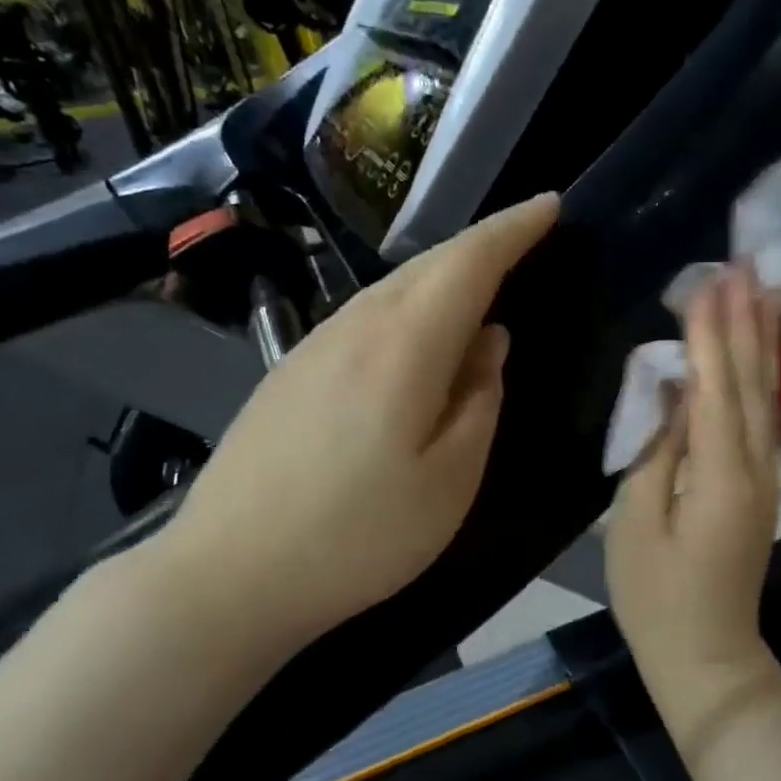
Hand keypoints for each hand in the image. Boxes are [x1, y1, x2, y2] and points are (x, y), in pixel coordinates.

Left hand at [153, 194, 556, 660]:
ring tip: (481, 286)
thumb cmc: (360, 536)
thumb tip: (489, 342)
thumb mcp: (450, 480)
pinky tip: (418, 338)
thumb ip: (480, 401)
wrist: (229, 575)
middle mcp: (354, 327)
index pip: (468, 262)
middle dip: (482, 245)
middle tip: (526, 242)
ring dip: (443, 276)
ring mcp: (313, 347)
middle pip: (427, 265)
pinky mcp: (290, 373)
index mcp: (403, 347)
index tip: (551, 205)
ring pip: (392, 288)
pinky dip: (408, 308)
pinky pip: (365, 317)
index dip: (513, 229)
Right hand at [606, 261, 780, 715]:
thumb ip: (655, 454)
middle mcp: (756, 469)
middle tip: (747, 263)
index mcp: (721, 478)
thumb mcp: (636, 526)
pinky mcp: (760, 490)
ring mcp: (765, 480)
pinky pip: (761, 421)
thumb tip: (673, 395)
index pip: (717, 389)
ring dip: (760, 343)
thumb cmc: (657, 599)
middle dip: (748, 321)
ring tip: (759, 292)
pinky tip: (752, 356)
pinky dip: (756, 379)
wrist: (707, 658)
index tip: (708, 279)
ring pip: (766, 398)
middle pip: (754, 384)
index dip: (712, 333)